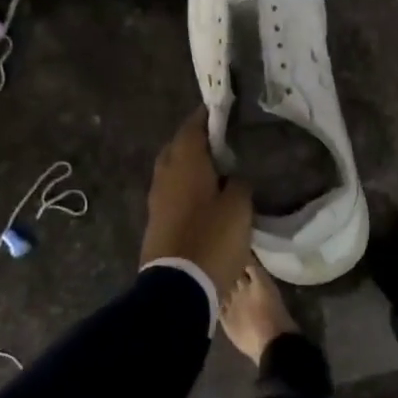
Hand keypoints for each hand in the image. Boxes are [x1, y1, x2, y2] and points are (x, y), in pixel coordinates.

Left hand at [141, 108, 253, 298]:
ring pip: (174, 171)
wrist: (177, 288)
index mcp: (185, 163)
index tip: (225, 109)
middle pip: (179, 147)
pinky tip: (206, 194)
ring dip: (192, 165)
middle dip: (197, 140)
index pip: (193, 127)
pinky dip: (188, 186)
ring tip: (218, 166)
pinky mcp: (157, 221)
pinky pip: (173, 192)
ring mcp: (157, 200)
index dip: (208, 116)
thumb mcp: (239, 208)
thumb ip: (240, 183)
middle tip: (223, 139)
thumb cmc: (212, 239)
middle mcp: (166, 175)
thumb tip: (236, 176)